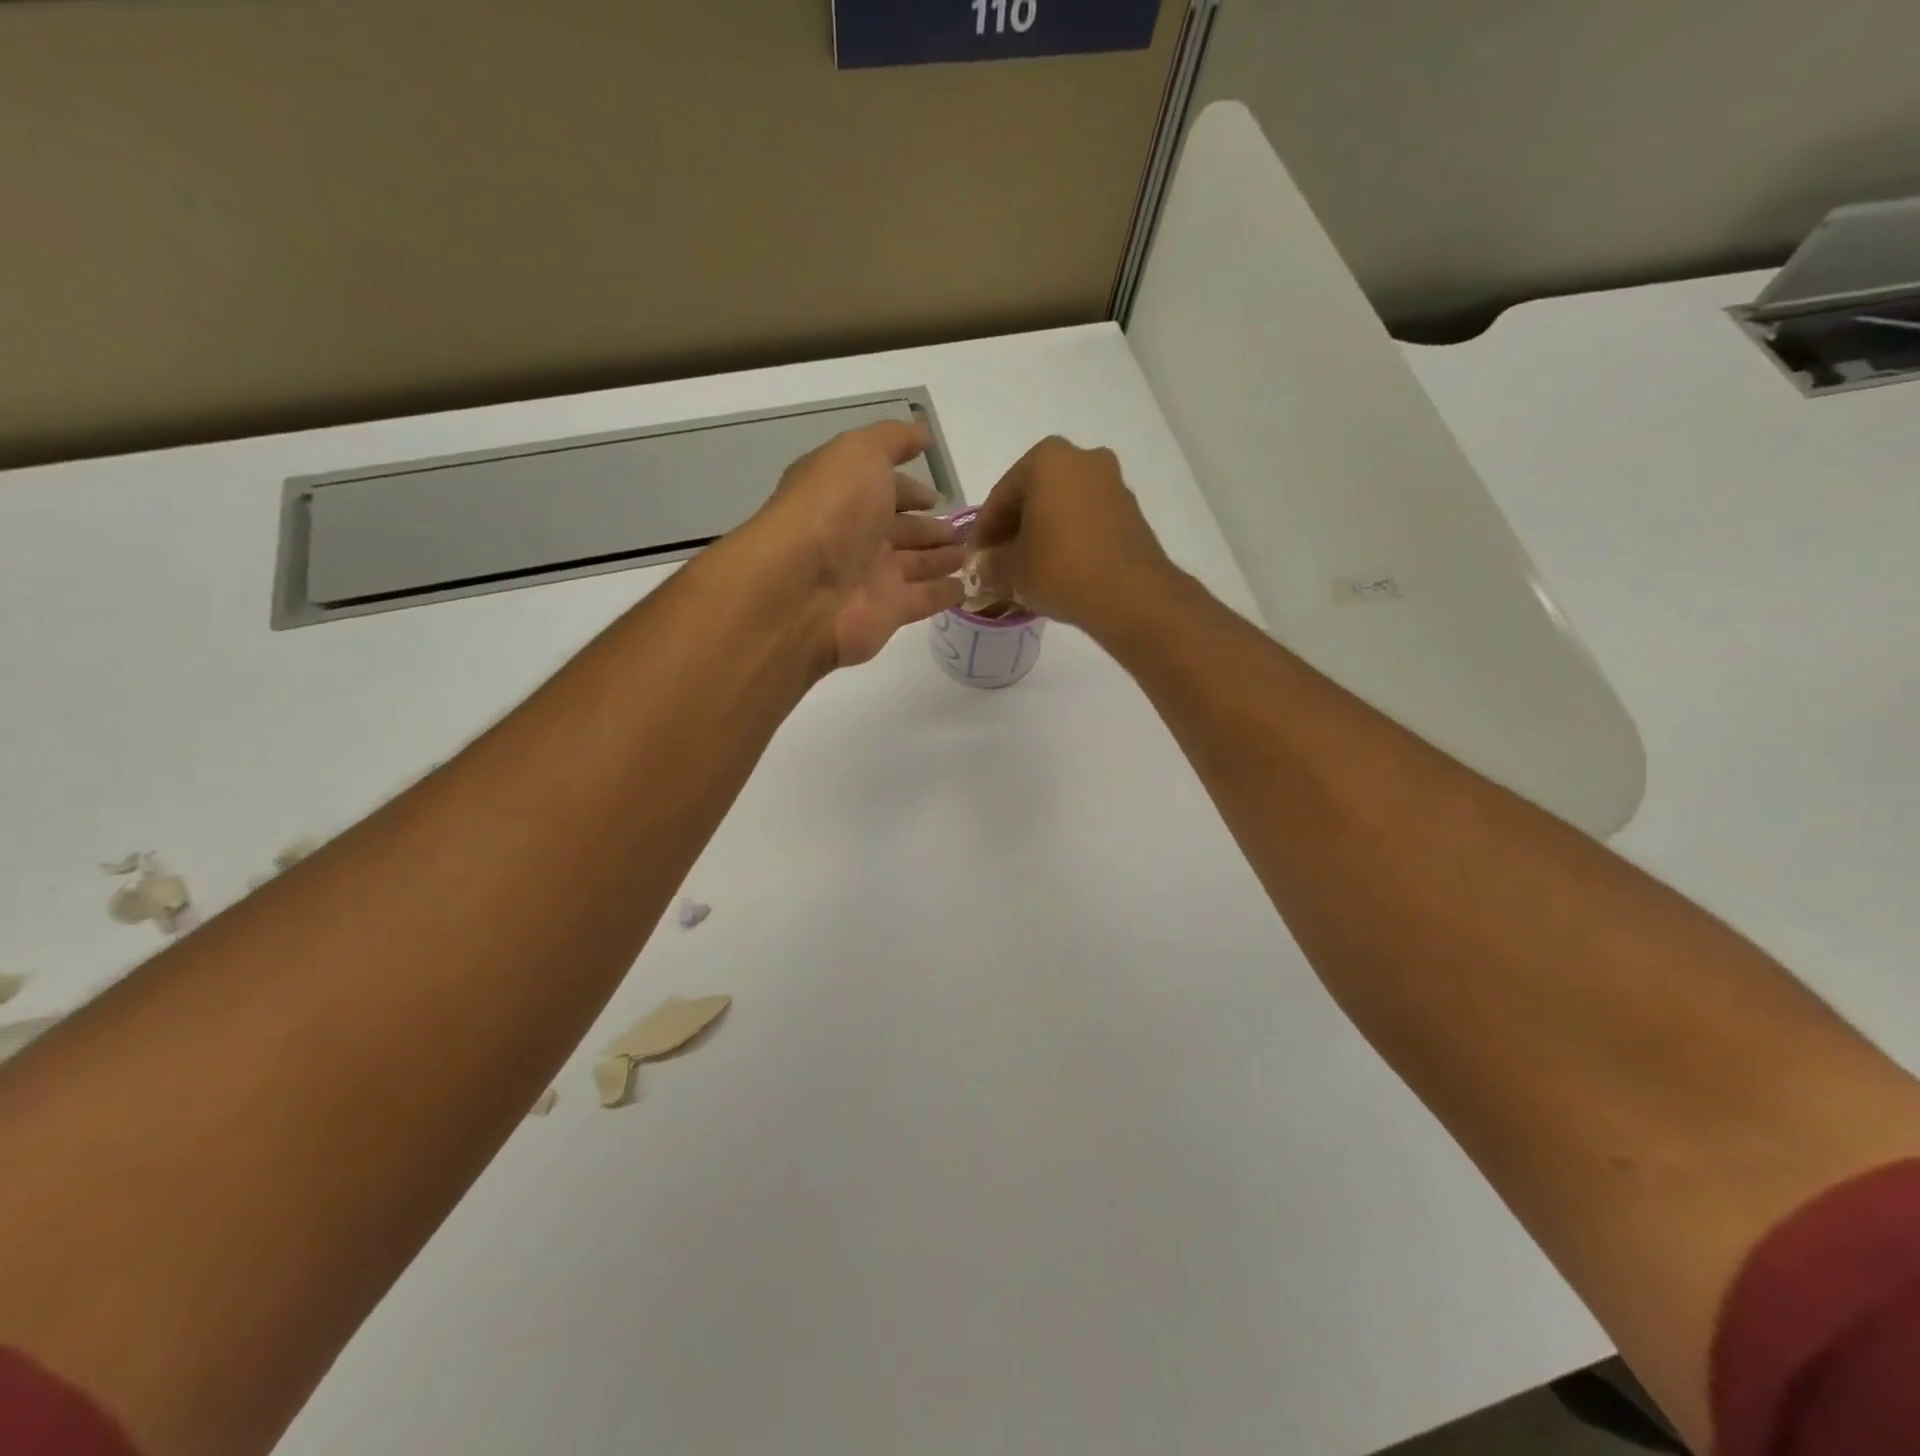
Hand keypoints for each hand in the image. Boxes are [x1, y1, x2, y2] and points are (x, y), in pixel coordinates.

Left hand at [747, 420, 965, 668]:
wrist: (803, 588)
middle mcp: (855, 536)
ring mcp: (871, 577)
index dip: (910, 489)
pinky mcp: (888, 612)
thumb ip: (893, 440)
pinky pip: (923, 599)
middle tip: (963, 530)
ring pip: (915, 565)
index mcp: (844, 495)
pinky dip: (944, 593)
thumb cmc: (831, 510)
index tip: (938, 495)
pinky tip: (966, 587)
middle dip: (930, 528)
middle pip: (900, 530)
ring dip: (941, 559)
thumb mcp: (860, 453)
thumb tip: (923, 434)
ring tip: (970, 554)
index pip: (883, 490)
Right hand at [970, 437, 1175, 630]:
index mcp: (1047, 459)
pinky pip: (1086, 521)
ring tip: (1027, 570)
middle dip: (1014, 529)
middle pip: (1034, 496)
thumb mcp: (1012, 570)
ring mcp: (1112, 483)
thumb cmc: (1060, 569)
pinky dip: (1068, 539)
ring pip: (1062, 508)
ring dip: (1042, 534)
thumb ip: (991, 564)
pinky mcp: (1130, 511)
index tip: (975, 559)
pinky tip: (1057, 569)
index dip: (984, 532)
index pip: (1001, 496)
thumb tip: (982, 568)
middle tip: (998, 563)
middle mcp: (1083, 459)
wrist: (1130, 595)